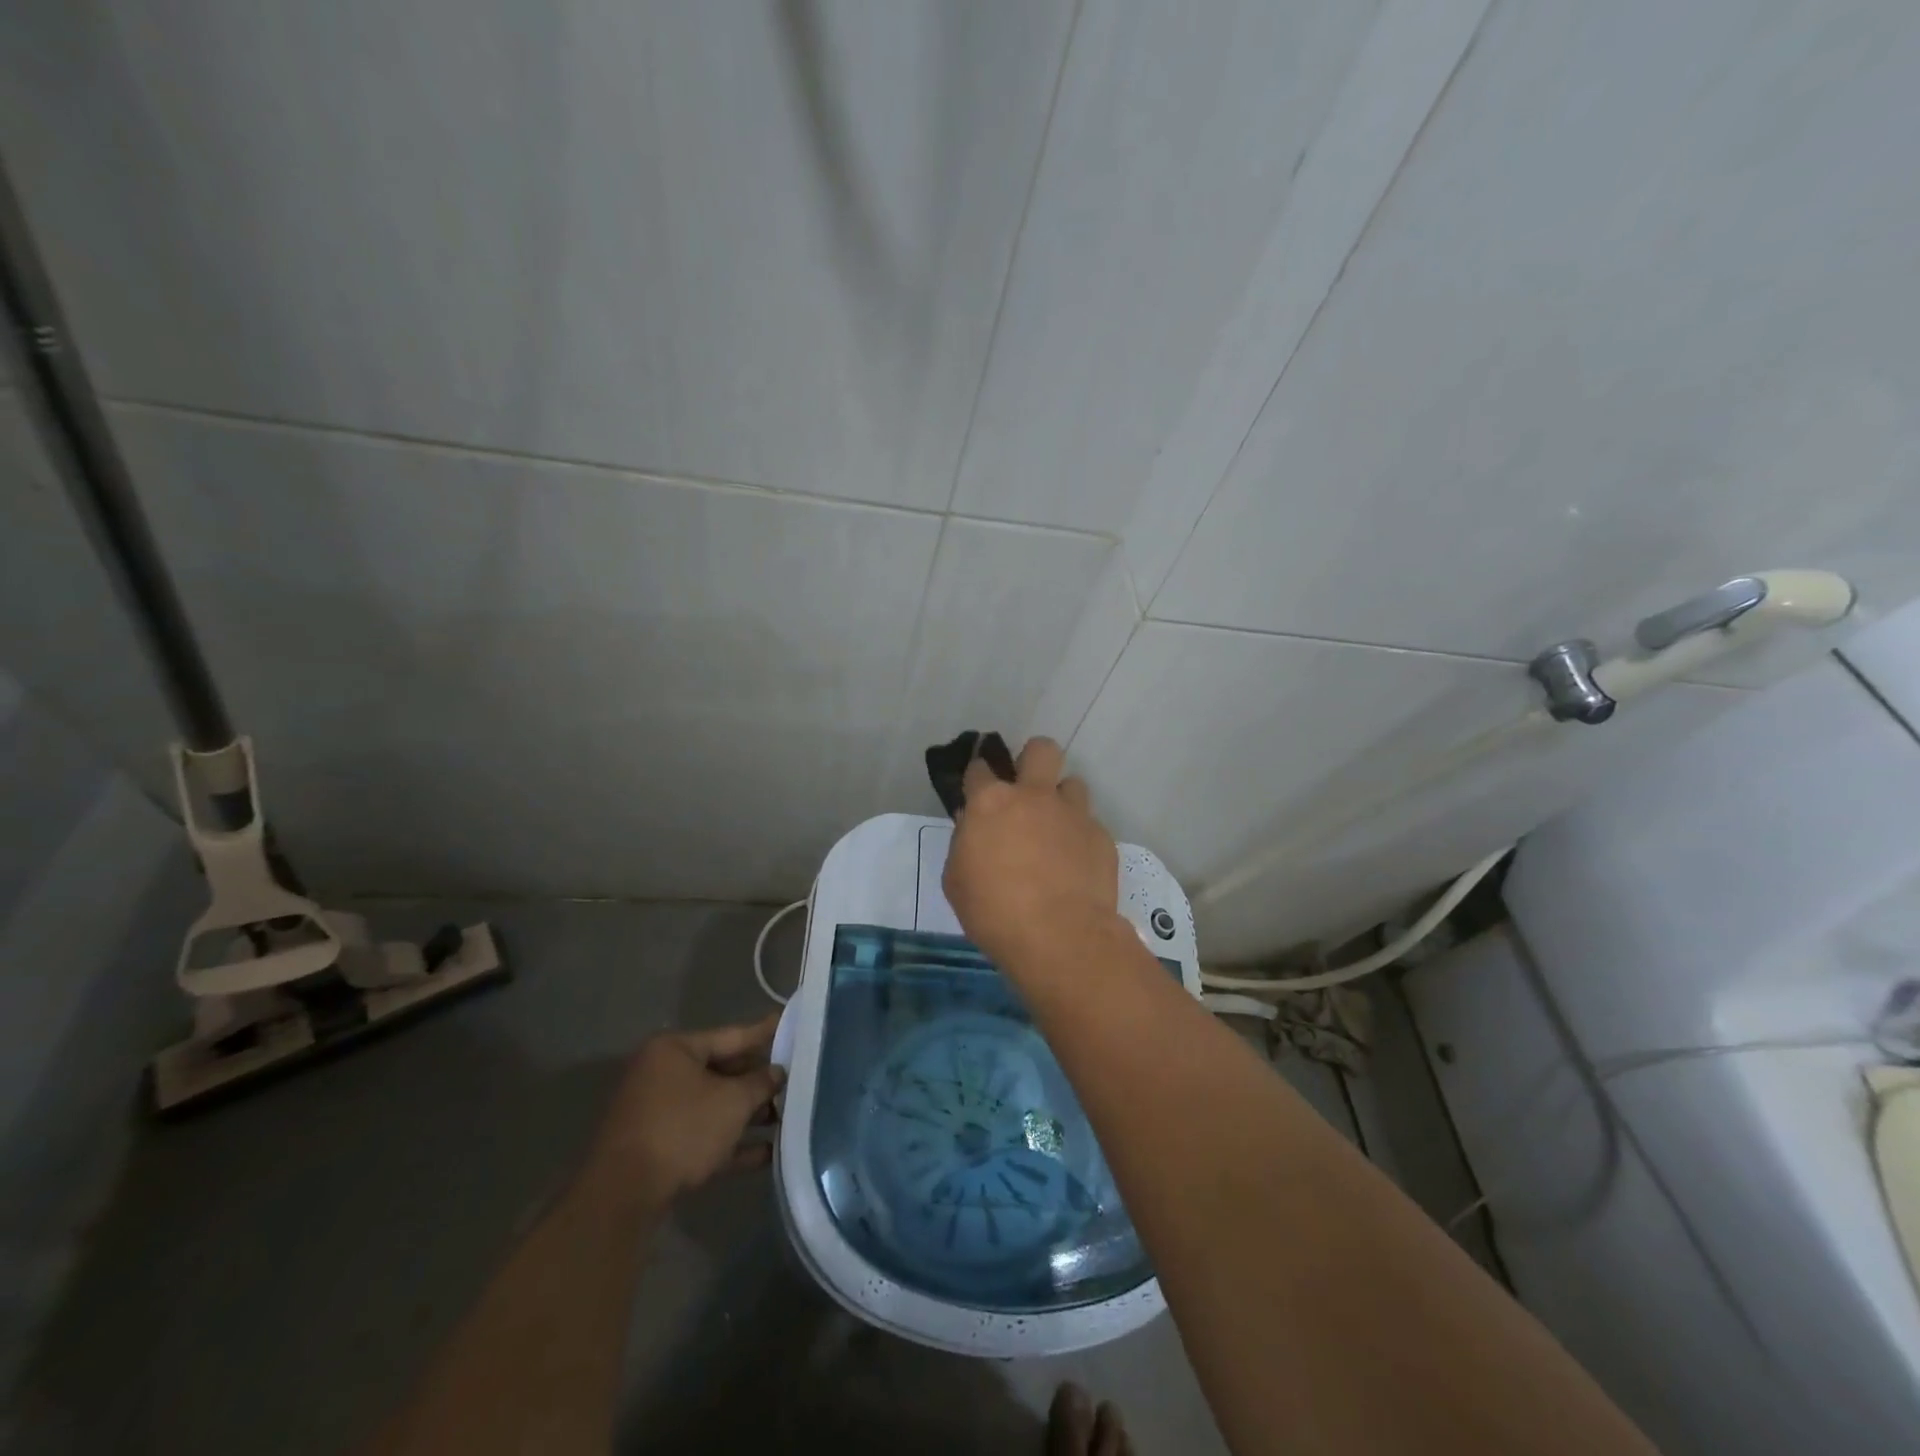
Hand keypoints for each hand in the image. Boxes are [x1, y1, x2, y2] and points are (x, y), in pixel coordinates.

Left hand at [587, 1014, 783, 1210]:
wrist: (623, 1197)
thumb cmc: (681, 1130)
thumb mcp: (732, 1102)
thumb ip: (760, 1083)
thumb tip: (777, 1073)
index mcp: (674, 1050)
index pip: (730, 1035)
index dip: (764, 1033)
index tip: (788, 1024)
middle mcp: (662, 1074)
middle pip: (722, 1071)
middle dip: (757, 1082)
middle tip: (794, 1080)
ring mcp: (657, 1113)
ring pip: (713, 1106)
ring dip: (747, 1115)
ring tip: (786, 1119)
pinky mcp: (657, 1148)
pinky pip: (702, 1136)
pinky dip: (730, 1142)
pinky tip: (766, 1154)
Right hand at [942, 736, 1120, 973]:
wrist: (1059, 937)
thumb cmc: (994, 912)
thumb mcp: (957, 881)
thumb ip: (964, 844)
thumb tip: (974, 826)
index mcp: (991, 802)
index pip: (979, 768)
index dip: (977, 776)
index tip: (977, 789)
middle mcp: (1035, 796)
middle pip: (1041, 750)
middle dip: (1032, 759)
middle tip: (1026, 789)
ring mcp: (1073, 813)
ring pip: (1072, 785)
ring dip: (1061, 801)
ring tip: (1055, 832)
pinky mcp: (1101, 836)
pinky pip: (1089, 825)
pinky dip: (1079, 838)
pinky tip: (1074, 866)